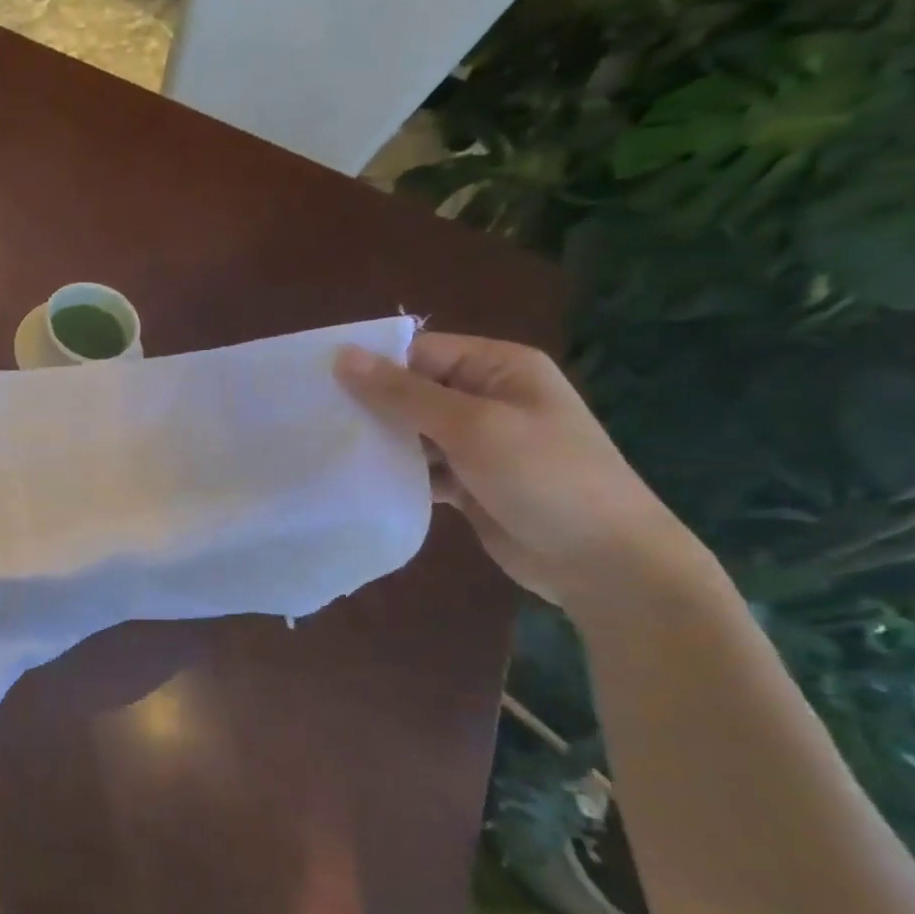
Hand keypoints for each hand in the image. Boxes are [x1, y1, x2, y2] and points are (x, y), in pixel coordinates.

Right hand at [335, 332, 699, 606]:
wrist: (603, 562)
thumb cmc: (545, 477)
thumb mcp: (472, 427)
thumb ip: (404, 393)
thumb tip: (342, 356)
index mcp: (499, 368)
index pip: (420, 352)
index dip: (371, 365)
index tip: (316, 386)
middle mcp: (487, 398)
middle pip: (412, 390)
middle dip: (369, 406)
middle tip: (311, 421)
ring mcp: (478, 442)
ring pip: (411, 431)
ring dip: (378, 443)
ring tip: (325, 452)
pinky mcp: (468, 481)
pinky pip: (420, 467)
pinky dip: (395, 474)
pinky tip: (358, 482)